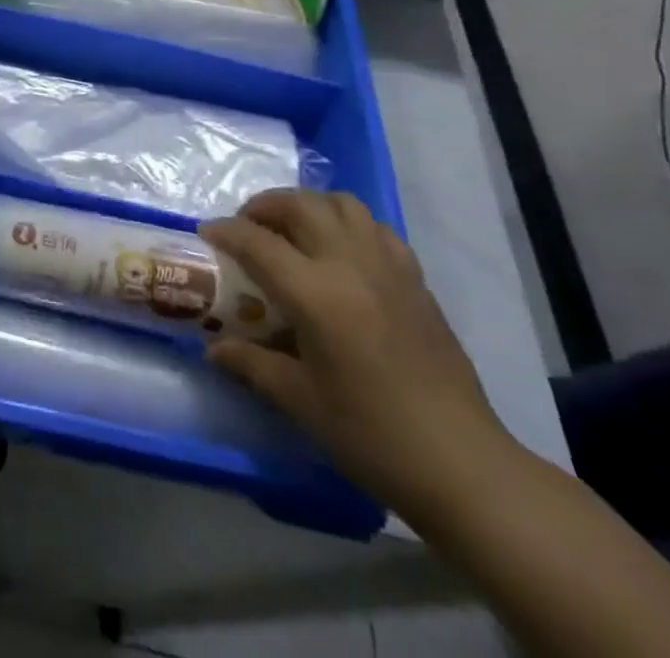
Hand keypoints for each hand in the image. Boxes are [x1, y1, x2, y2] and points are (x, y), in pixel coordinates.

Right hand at [202, 190, 517, 523]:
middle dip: (265, 206)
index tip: (206, 233)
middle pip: (300, 205)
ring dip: (308, 206)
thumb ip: (252, 365)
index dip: (226, 232)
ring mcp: (388, 267)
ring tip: (292, 231)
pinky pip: (376, 228)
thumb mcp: (301, 402)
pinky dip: (348, 224)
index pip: (258, 242)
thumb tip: (214, 349)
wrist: (463, 464)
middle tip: (247, 227)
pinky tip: (341, 253)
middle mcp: (351, 264)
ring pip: (342, 204)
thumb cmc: (372, 436)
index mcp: (317, 294)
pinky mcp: (416, 279)